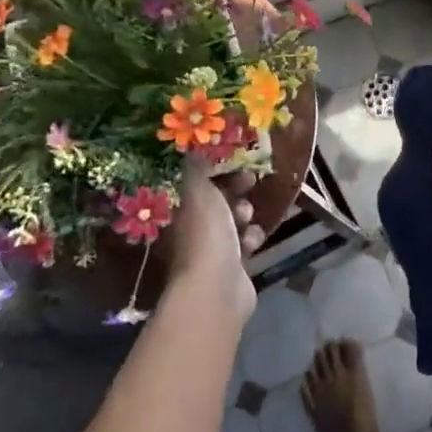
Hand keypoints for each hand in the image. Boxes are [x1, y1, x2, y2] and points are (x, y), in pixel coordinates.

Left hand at [165, 157, 260, 320]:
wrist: (217, 289)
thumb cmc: (205, 234)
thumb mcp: (199, 190)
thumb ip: (198, 165)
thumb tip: (193, 142)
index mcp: (180, 210)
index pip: (197, 183)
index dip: (216, 169)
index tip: (234, 160)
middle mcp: (192, 229)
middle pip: (217, 201)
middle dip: (235, 191)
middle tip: (249, 183)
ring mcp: (211, 250)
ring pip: (233, 222)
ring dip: (244, 215)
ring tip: (246, 218)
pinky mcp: (232, 267)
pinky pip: (245, 244)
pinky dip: (250, 239)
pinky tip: (252, 242)